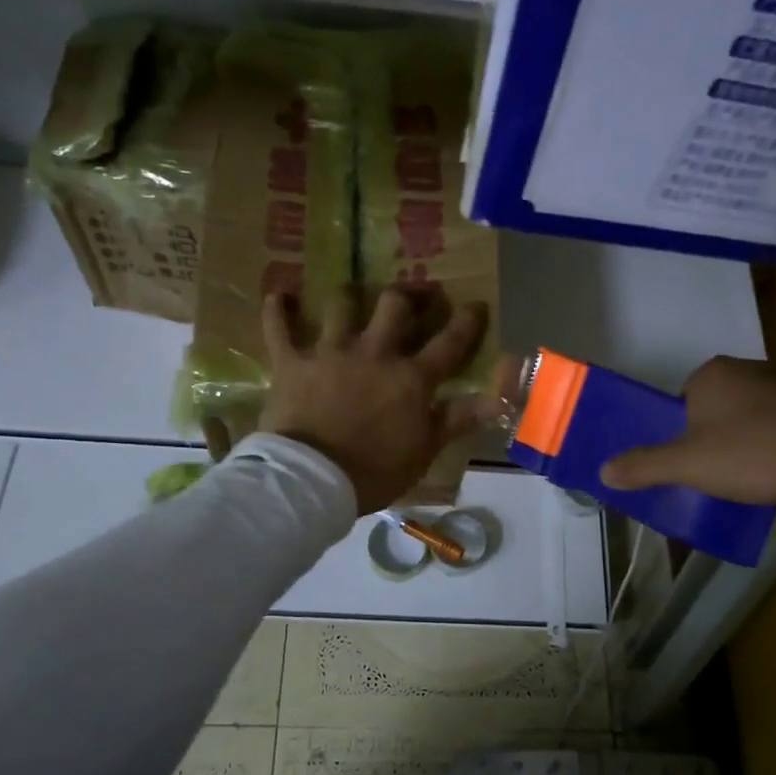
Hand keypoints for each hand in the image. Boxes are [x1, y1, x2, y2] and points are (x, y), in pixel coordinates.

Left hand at [259, 288, 495, 513]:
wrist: (312, 481)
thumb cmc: (374, 472)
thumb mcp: (424, 451)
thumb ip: (458, 419)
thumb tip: (497, 399)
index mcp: (411, 378)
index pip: (449, 342)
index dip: (466, 322)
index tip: (475, 305)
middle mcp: (374, 353)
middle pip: (395, 306)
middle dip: (408, 295)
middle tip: (412, 295)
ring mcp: (331, 352)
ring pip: (342, 304)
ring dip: (349, 295)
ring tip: (351, 293)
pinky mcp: (292, 361)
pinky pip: (279, 326)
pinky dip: (278, 309)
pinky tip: (280, 295)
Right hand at [599, 356, 775, 507]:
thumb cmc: (753, 453)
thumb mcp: (688, 465)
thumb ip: (643, 466)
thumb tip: (601, 471)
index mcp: (710, 374)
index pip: (680, 402)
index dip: (680, 435)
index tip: (690, 463)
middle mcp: (746, 368)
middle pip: (712, 408)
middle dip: (711, 438)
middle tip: (715, 472)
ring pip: (747, 416)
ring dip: (743, 441)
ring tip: (748, 475)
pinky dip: (773, 443)